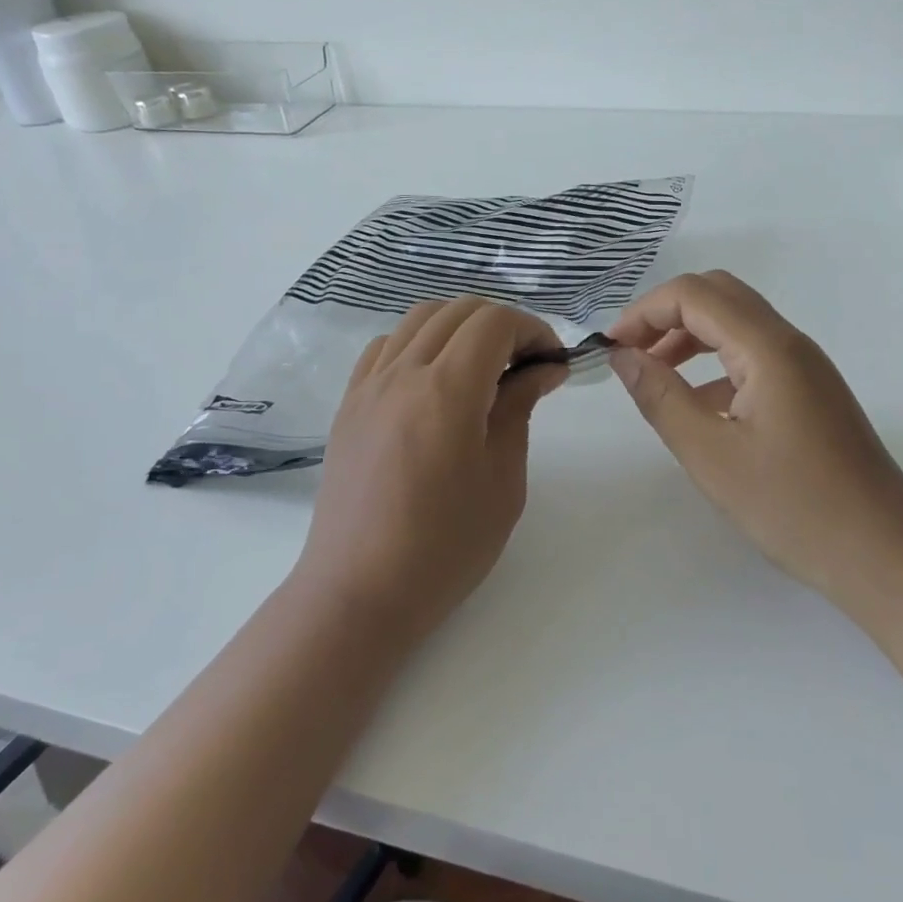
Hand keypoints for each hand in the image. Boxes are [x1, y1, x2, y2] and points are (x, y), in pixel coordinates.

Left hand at [296, 298, 566, 639]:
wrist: (359, 590)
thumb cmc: (445, 546)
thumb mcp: (502, 480)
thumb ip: (519, 409)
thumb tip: (543, 369)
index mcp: (446, 390)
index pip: (494, 322)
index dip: (533, 330)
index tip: (553, 363)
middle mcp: (402, 373)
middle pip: (458, 310)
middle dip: (503, 324)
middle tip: (528, 365)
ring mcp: (368, 385)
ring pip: (419, 319)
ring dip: (461, 327)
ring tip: (484, 367)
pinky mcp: (349, 404)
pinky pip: (386, 346)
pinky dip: (420, 343)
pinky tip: (435, 379)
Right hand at [608, 271, 902, 600]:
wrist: (883, 550)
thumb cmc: (793, 506)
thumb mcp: (710, 454)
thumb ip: (661, 397)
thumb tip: (623, 356)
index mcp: (768, 348)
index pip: (694, 295)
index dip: (644, 312)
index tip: (611, 349)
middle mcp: (789, 343)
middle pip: (718, 296)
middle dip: (665, 315)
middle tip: (631, 354)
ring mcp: (805, 366)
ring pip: (737, 324)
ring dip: (690, 337)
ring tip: (654, 376)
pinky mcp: (810, 392)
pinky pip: (754, 355)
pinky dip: (715, 363)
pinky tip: (697, 406)